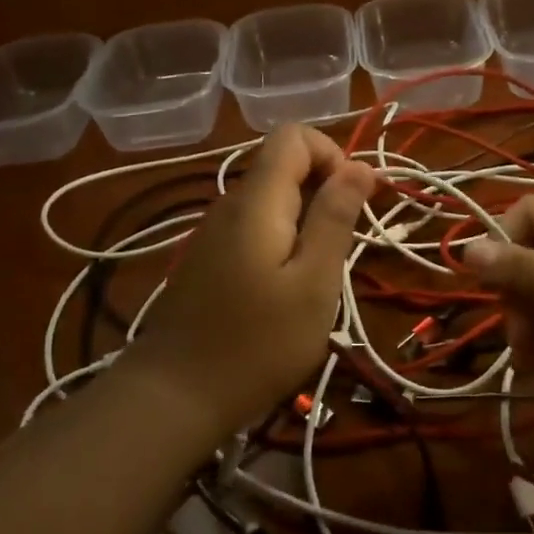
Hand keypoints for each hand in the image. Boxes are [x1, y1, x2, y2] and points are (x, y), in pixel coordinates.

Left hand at [124, 125, 376, 439]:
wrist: (173, 398)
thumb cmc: (257, 344)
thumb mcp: (314, 283)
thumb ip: (335, 217)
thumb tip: (360, 166)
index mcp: (258, 201)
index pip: (294, 135)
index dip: (333, 153)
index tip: (354, 200)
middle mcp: (231, 204)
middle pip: (283, 165)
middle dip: (325, 190)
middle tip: (344, 247)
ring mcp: (215, 233)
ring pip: (271, 199)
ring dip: (307, 220)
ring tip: (321, 273)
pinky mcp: (209, 260)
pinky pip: (256, 227)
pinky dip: (284, 240)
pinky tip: (288, 288)